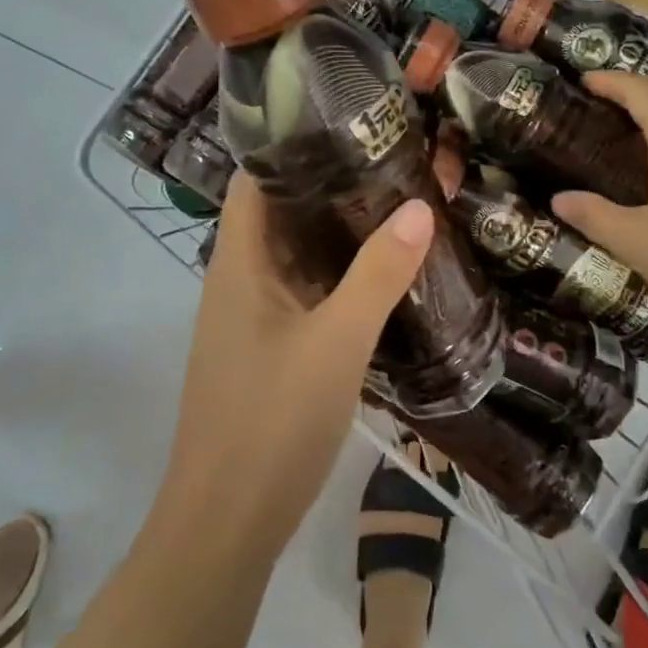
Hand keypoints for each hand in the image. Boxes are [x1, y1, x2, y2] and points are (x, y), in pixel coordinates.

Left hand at [164, 172, 433, 548]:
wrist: (226, 525)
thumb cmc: (272, 421)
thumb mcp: (337, 343)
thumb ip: (379, 274)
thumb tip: (420, 206)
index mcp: (237, 263)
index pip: (252, 179)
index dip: (289, 144)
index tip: (345, 121)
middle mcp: (237, 280)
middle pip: (278, 212)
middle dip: (328, 184)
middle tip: (390, 158)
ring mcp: (251, 318)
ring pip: (294, 255)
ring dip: (336, 231)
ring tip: (395, 203)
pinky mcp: (267, 349)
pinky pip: (303, 293)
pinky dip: (336, 274)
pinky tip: (380, 274)